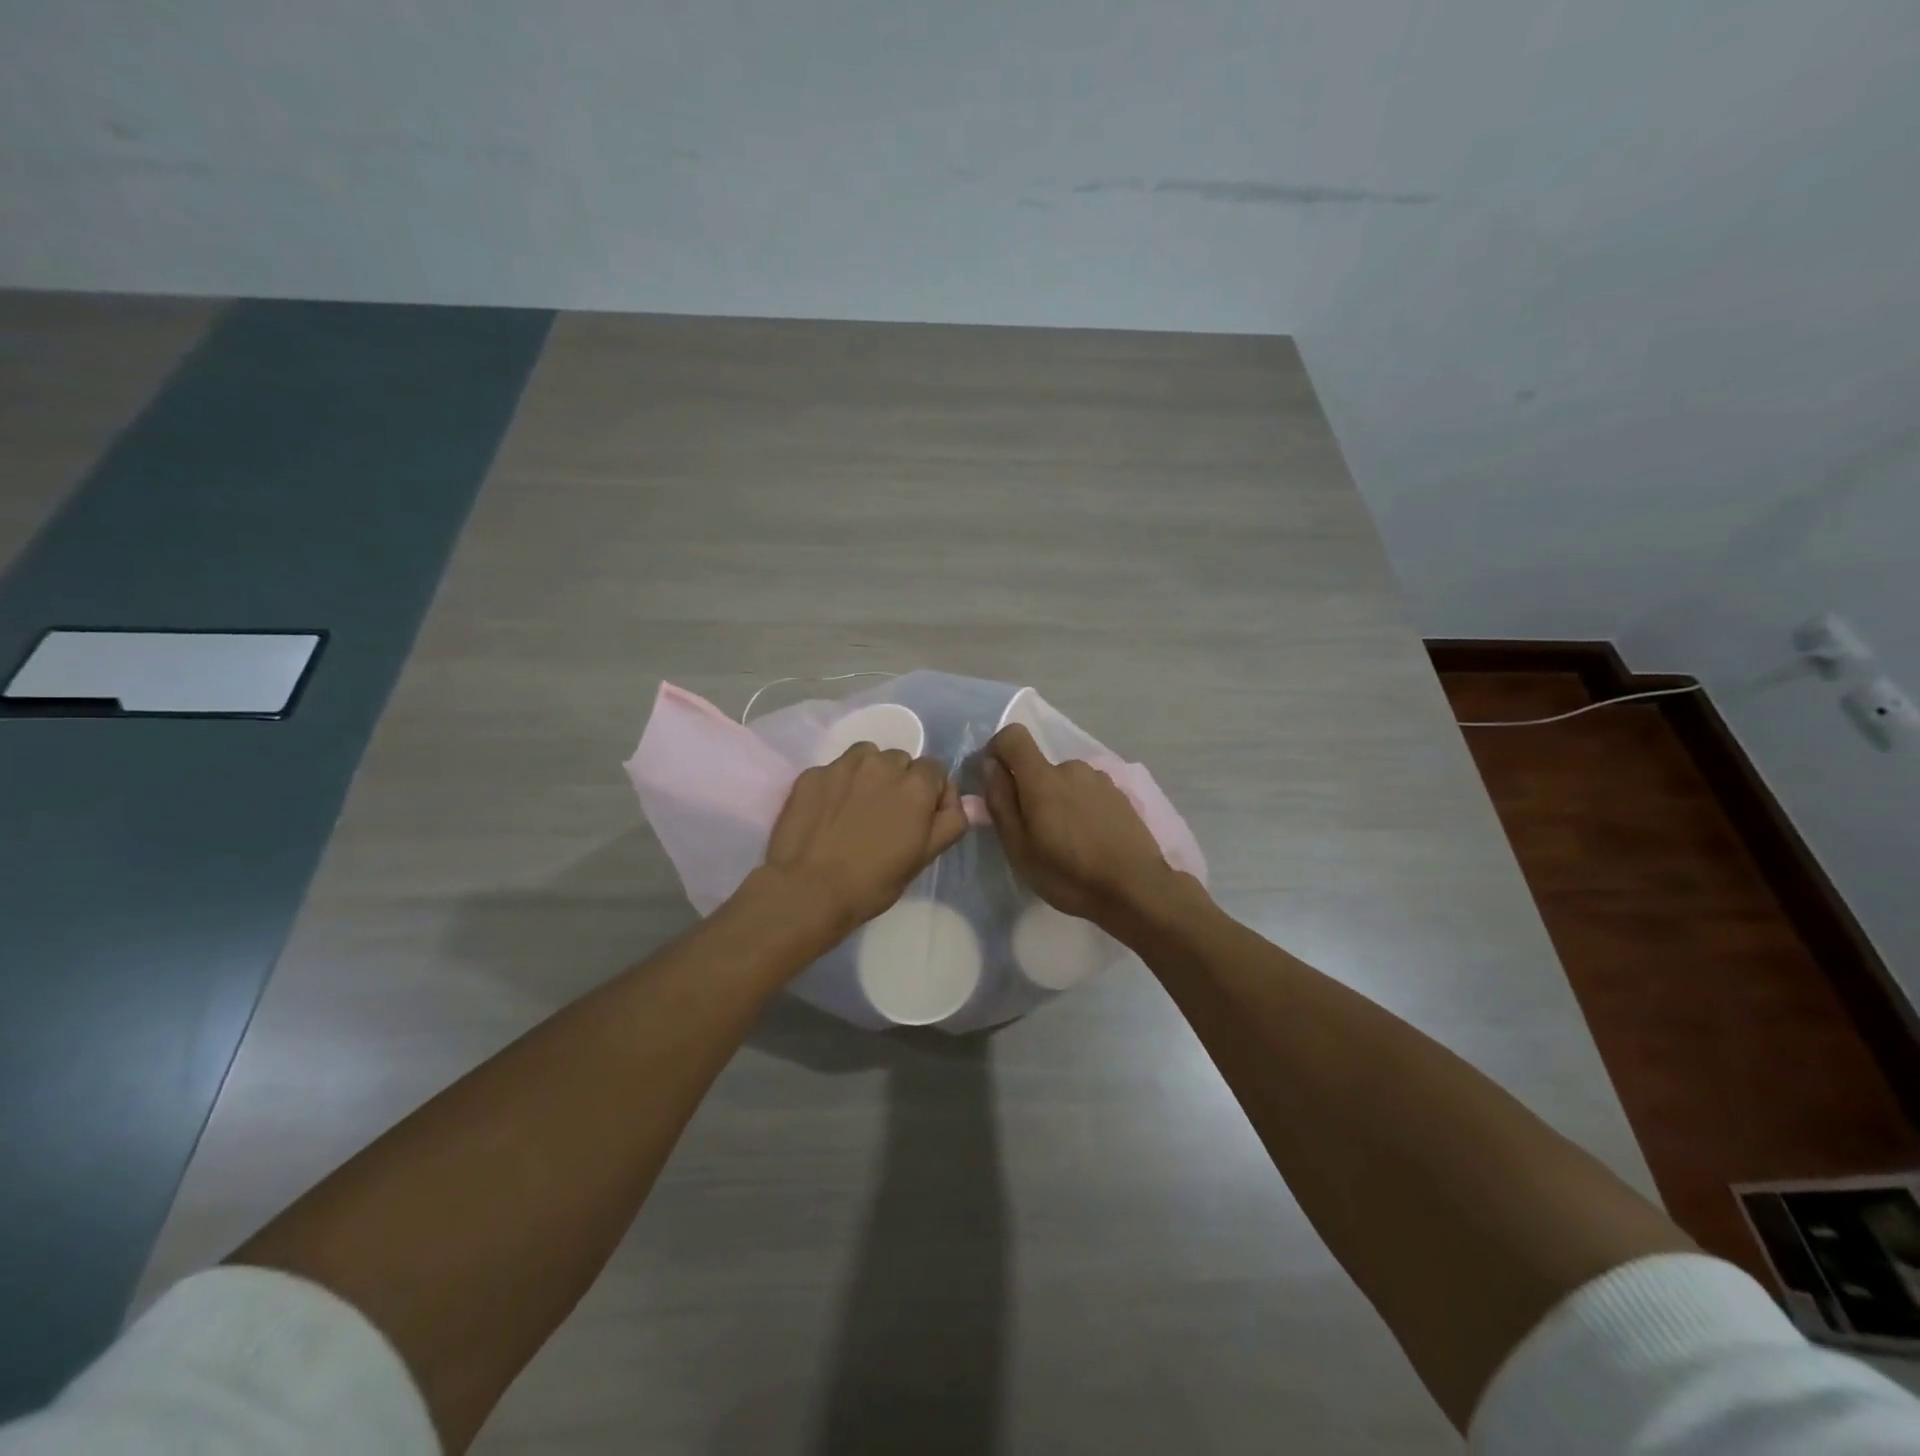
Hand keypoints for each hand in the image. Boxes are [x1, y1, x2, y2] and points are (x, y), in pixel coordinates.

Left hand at [762, 743, 968, 934]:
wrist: (808, 890)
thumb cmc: (873, 882)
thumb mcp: (924, 857)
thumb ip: (950, 821)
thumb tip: (959, 800)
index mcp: (916, 784)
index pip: (935, 770)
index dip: (931, 792)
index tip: (919, 817)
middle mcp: (882, 764)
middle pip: (900, 760)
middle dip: (899, 780)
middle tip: (887, 815)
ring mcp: (843, 766)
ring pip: (867, 757)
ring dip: (870, 774)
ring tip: (858, 806)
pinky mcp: (811, 774)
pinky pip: (834, 770)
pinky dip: (837, 784)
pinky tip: (828, 812)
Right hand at [982, 723, 1178, 929]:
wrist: (1136, 889)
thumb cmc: (1068, 873)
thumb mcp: (1019, 847)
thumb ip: (1000, 801)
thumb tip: (991, 766)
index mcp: (1043, 778)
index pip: (1013, 736)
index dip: (998, 751)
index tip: (997, 781)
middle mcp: (1072, 768)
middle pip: (1039, 768)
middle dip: (1031, 792)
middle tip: (1036, 835)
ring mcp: (1101, 780)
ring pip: (1065, 782)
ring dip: (1059, 802)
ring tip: (1067, 843)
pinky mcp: (1121, 795)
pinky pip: (1088, 793)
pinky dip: (1081, 810)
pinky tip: (1091, 842)